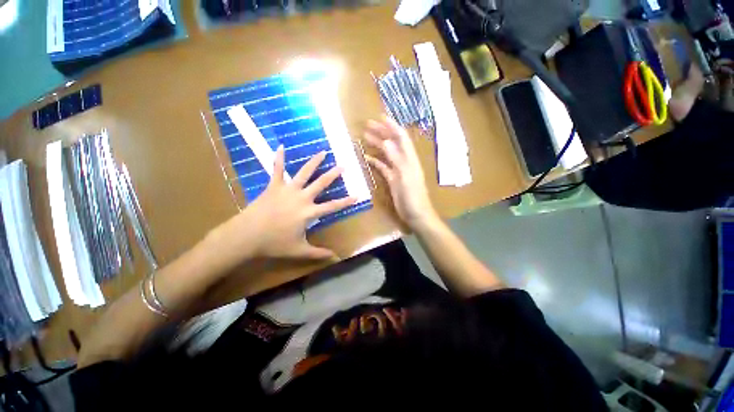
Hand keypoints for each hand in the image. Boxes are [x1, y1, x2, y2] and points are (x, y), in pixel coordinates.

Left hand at [210, 146, 355, 262]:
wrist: (246, 236)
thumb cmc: (274, 243)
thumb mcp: (299, 250)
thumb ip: (318, 253)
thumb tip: (335, 258)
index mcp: (309, 212)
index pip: (333, 206)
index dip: (346, 201)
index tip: (357, 195)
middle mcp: (301, 198)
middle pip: (320, 183)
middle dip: (333, 174)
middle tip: (342, 166)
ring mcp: (287, 190)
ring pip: (303, 172)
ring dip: (314, 162)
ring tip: (322, 152)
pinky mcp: (273, 186)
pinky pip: (276, 169)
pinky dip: (278, 158)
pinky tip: (281, 146)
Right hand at [363, 117, 437, 230]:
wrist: (416, 214)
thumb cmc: (413, 196)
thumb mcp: (405, 176)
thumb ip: (396, 159)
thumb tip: (387, 141)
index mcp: (409, 158)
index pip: (401, 137)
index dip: (392, 126)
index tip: (381, 117)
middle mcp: (404, 161)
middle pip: (393, 143)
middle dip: (382, 132)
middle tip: (367, 125)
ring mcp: (397, 170)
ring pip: (386, 153)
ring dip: (377, 144)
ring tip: (365, 137)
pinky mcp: (392, 179)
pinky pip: (383, 167)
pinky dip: (375, 161)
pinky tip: (367, 157)